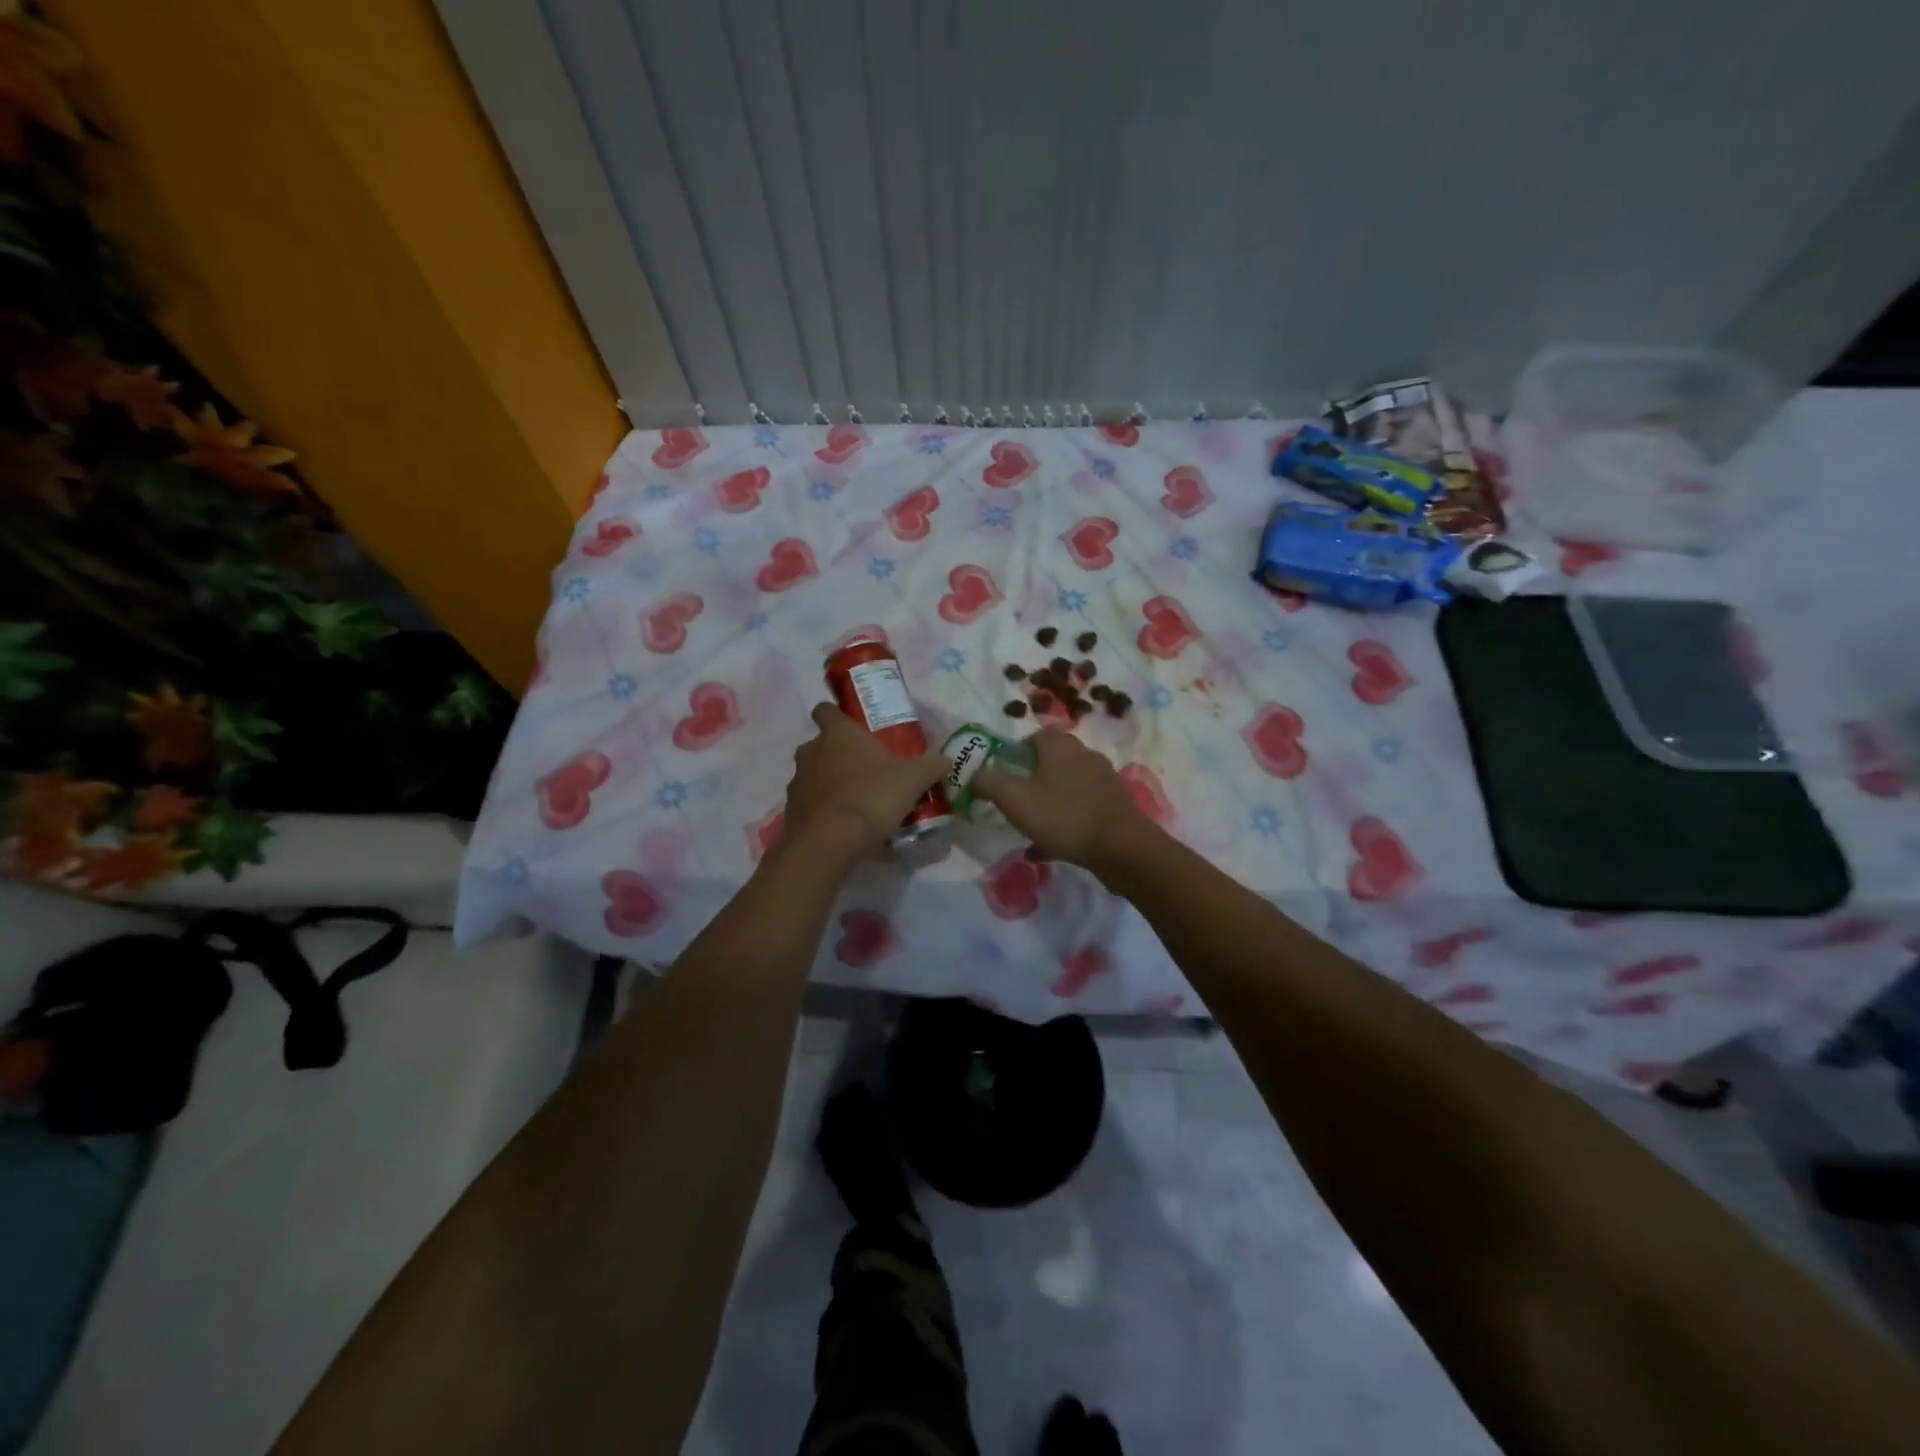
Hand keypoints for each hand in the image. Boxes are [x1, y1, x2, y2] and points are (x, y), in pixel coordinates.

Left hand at [781, 704, 946, 863]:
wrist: (828, 843)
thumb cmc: (871, 797)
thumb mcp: (914, 779)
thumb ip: (932, 765)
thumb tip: (945, 759)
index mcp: (838, 734)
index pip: (825, 709)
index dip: (837, 714)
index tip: (854, 726)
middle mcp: (812, 751)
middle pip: (824, 745)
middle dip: (841, 755)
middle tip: (869, 771)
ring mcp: (798, 782)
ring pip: (816, 775)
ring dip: (833, 784)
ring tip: (860, 803)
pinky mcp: (792, 811)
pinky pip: (813, 804)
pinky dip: (826, 811)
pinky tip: (848, 828)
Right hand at [971, 729, 1161, 874]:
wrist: (1121, 847)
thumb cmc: (1063, 814)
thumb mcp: (1014, 798)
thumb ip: (988, 783)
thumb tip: (973, 774)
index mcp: (1060, 746)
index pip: (1036, 736)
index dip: (1016, 751)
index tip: (1003, 773)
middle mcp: (1084, 756)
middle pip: (1053, 761)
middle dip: (1032, 778)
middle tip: (1015, 799)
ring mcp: (1102, 782)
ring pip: (1066, 788)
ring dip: (1048, 803)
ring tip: (1030, 827)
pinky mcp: (1114, 808)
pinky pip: (1081, 812)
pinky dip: (1064, 825)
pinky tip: (1048, 847)